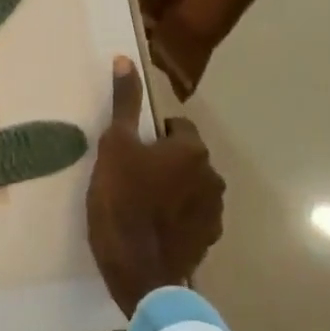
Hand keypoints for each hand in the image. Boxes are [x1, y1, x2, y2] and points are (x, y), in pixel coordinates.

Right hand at [86, 56, 226, 315]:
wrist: (137, 270)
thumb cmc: (121, 200)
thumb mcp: (114, 146)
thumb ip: (124, 104)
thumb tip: (125, 60)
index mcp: (192, 151)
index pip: (178, 127)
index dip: (153, 135)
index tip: (131, 150)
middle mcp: (213, 177)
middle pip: (186, 157)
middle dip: (164, 161)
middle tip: (130, 175)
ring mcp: (214, 212)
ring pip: (191, 187)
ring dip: (172, 189)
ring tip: (140, 203)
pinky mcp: (208, 240)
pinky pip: (192, 216)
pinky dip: (177, 216)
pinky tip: (152, 226)